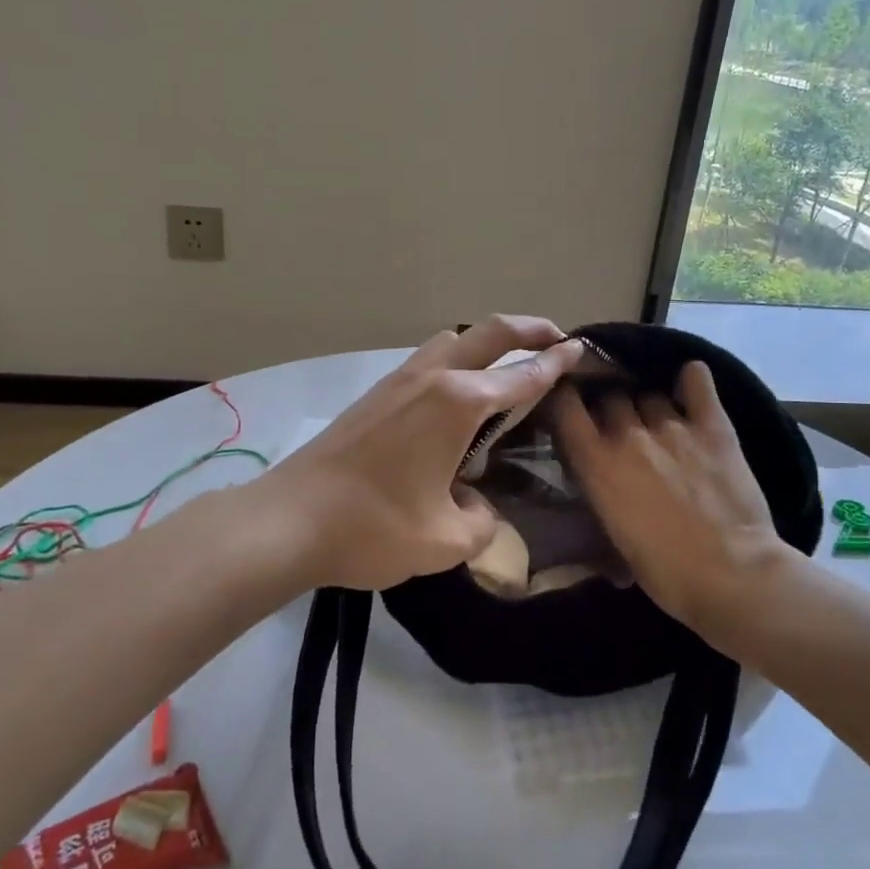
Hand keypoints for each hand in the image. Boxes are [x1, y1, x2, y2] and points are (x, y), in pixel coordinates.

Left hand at [254, 316, 584, 591]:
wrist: (288, 520)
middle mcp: (432, 379)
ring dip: (484, 342)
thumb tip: (478, 507)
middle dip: (528, 328)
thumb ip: (481, 523)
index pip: (522, 375)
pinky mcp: (374, 396)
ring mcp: (397, 382)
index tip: (581, 349)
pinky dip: (454, 361)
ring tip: (502, 367)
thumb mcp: (444, 541)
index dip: (556, 362)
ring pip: (451, 339)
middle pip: (489, 332)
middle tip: (555, 337)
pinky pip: (426, 361)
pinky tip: (452, 399)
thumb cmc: (373, 527)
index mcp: (459, 404)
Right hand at [552, 361, 790, 635]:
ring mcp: (672, 425)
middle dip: (611, 409)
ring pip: (649, 393)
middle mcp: (628, 434)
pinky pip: (697, 381)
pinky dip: (691, 379)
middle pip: (610, 397)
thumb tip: (601, 477)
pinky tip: (691, 385)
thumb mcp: (613, 536)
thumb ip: (602, 492)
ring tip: (660, 422)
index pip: (565, 405)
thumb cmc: (665, 572)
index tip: (570, 406)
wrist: (731, 575)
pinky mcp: (713, 425)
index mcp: (597, 463)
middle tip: (622, 429)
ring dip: (649, 406)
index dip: (564, 399)